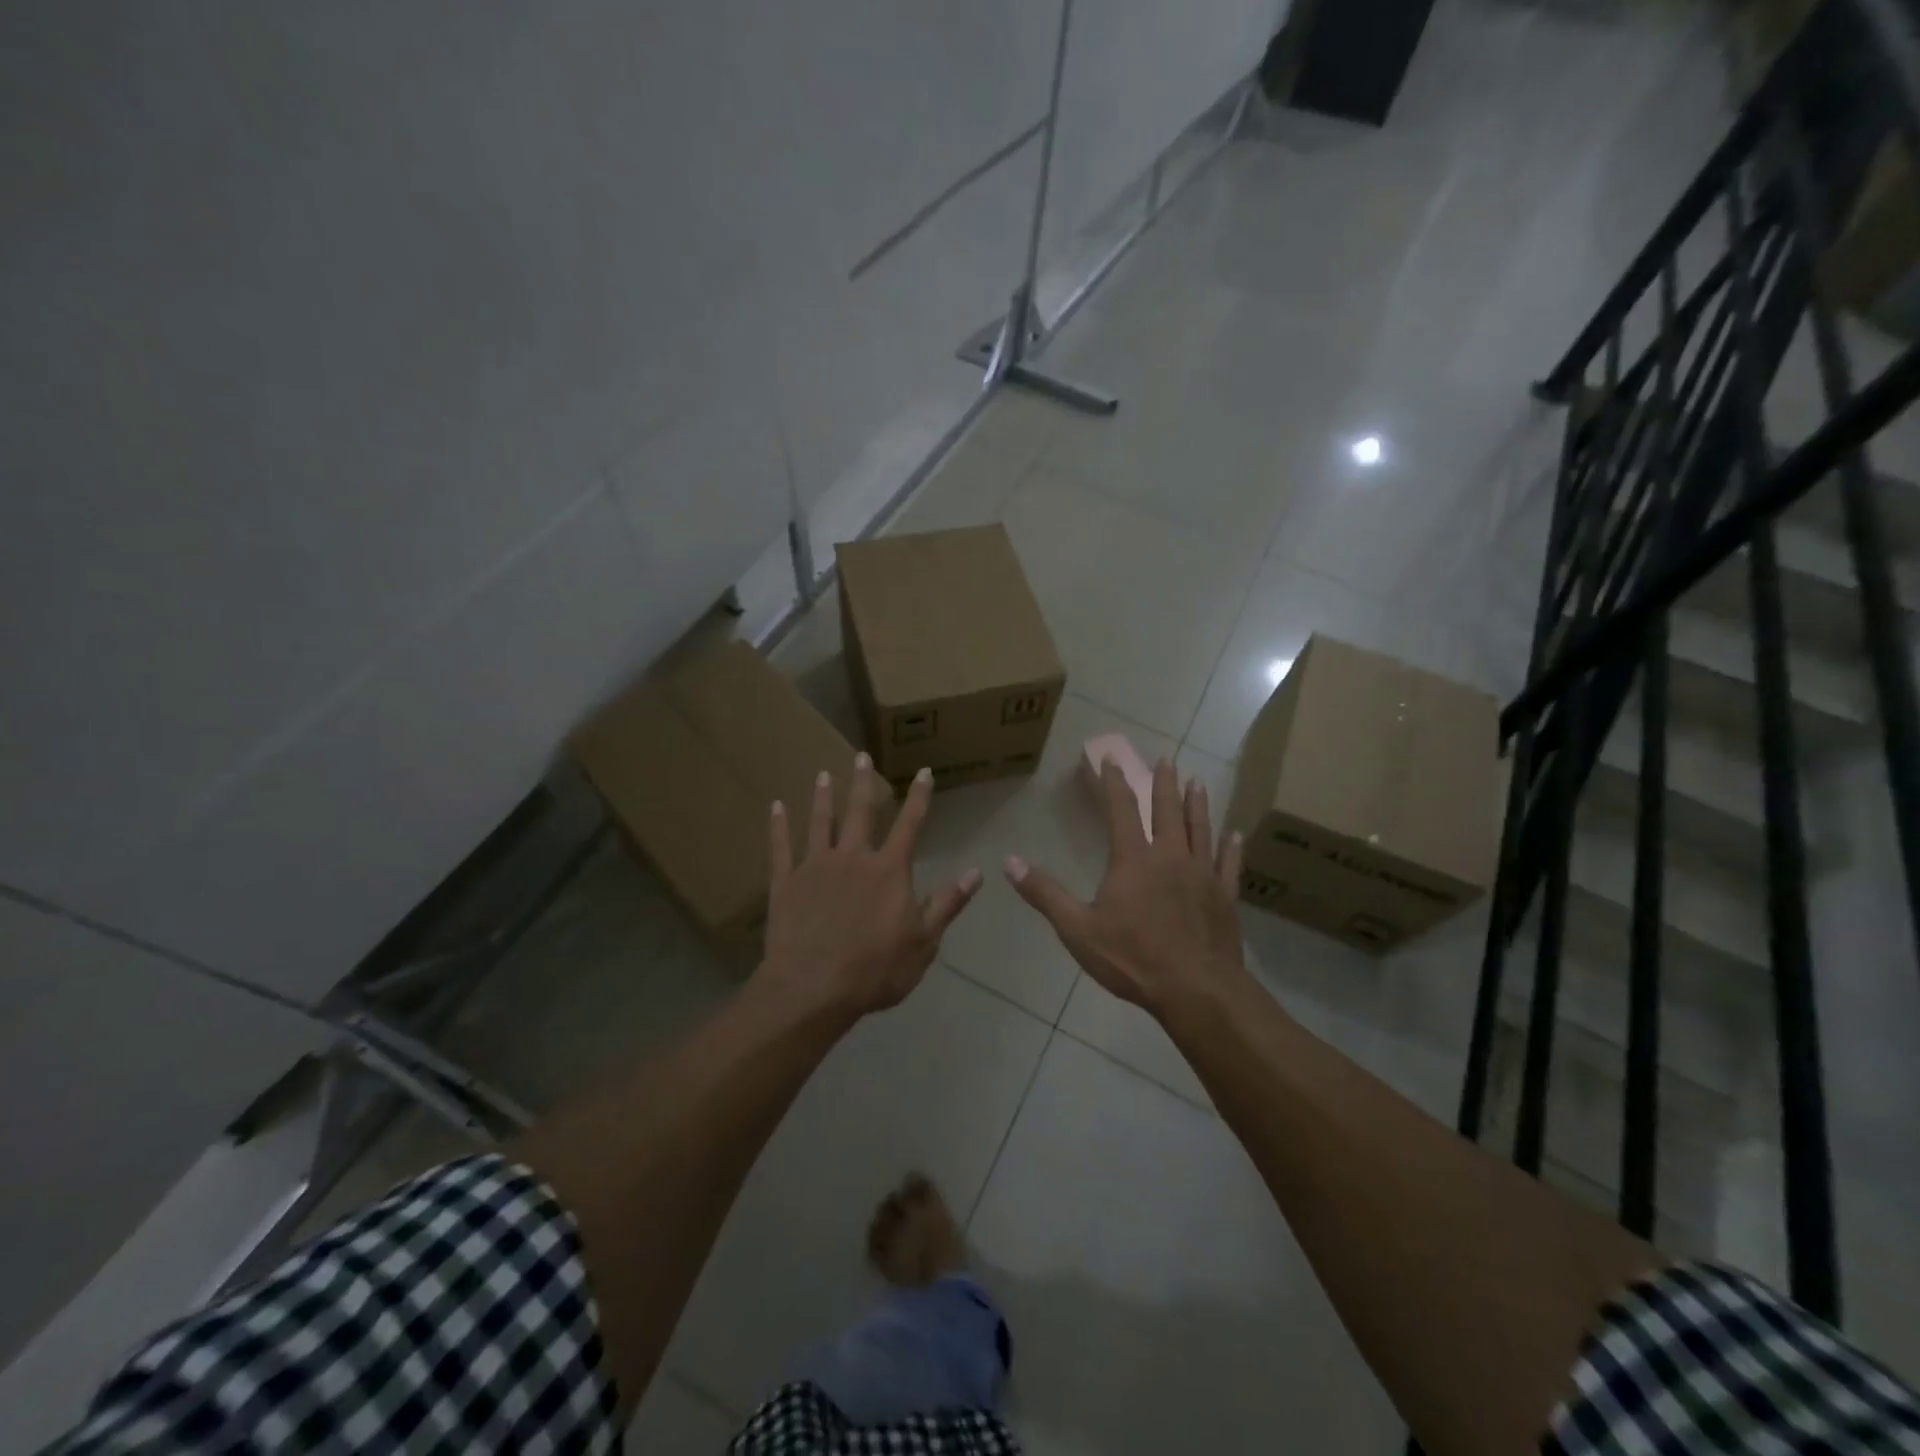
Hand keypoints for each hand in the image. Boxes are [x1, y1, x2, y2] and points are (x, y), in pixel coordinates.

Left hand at [760, 754, 981, 1017]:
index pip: (910, 825)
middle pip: (860, 812)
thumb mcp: (924, 942)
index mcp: (889, 870)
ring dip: (822, 797)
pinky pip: (780, 847)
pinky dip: (778, 825)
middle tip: (860, 755)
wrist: (813, 988)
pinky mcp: (785, 882)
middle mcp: (853, 857)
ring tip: (822, 774)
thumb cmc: (875, 969)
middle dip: (863, 783)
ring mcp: (815, 866)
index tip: (923, 772)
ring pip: (820, 822)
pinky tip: (775, 806)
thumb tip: (977, 873)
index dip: (919, 797)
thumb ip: (947, 903)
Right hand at [1006, 759, 1247, 1020]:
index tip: (1111, 758)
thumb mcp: (1077, 928)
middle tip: (1166, 759)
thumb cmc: (1132, 958)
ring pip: (1200, 829)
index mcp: (1134, 859)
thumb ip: (1044, 893)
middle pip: (1167, 811)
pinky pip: (1229, 864)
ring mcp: (1202, 875)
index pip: (1122, 809)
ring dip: (1197, 804)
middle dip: (1164, 783)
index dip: (1114, 782)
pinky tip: (1236, 835)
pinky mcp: (1224, 897)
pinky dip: (1231, 848)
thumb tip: (1009, 862)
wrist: (1195, 990)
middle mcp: (1170, 857)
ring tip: (1198, 781)